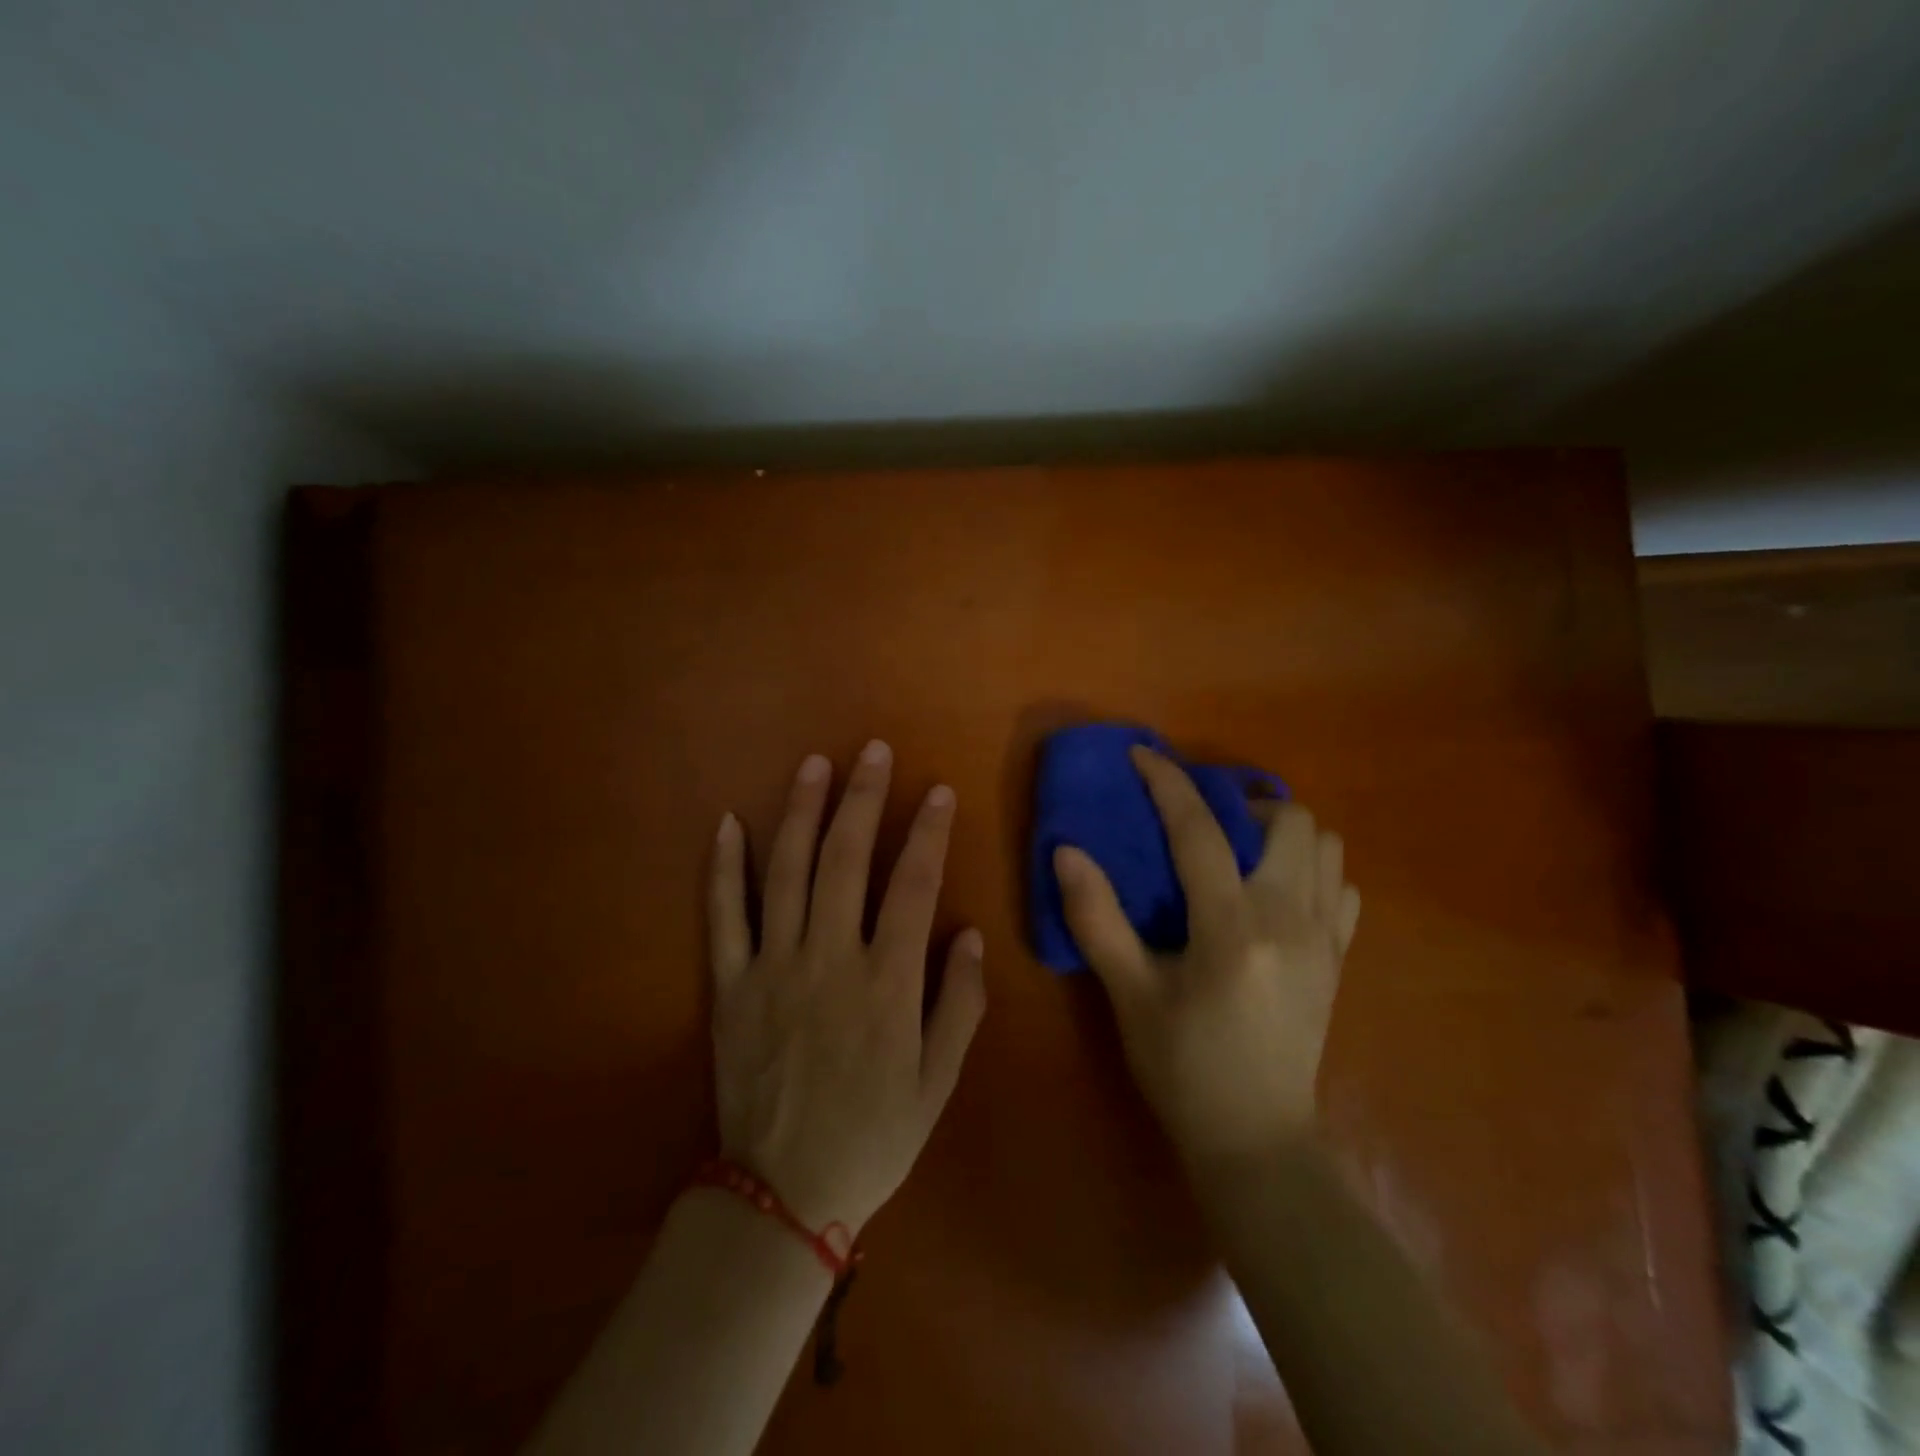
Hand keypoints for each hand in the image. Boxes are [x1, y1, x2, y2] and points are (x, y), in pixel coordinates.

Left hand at [707, 741, 986, 1236]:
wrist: (781, 1194)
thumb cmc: (873, 1136)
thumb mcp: (938, 1082)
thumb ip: (959, 1004)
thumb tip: (972, 934)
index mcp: (886, 982)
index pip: (913, 886)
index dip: (927, 832)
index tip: (937, 791)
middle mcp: (828, 959)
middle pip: (845, 860)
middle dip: (863, 799)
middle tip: (873, 751)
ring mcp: (772, 967)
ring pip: (785, 872)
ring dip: (800, 812)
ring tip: (814, 765)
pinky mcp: (730, 985)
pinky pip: (724, 916)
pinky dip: (723, 868)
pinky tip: (727, 823)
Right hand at [1053, 746, 1358, 1164]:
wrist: (1256, 1140)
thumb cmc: (1183, 1068)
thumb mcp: (1130, 995)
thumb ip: (1097, 918)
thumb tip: (1067, 851)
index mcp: (1232, 929)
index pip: (1200, 830)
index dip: (1168, 782)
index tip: (1141, 755)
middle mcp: (1290, 920)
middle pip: (1290, 820)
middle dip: (1242, 801)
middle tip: (1201, 819)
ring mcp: (1326, 939)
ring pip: (1326, 846)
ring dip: (1281, 831)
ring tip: (1238, 848)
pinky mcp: (1340, 959)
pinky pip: (1341, 887)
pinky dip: (1312, 869)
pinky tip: (1274, 891)